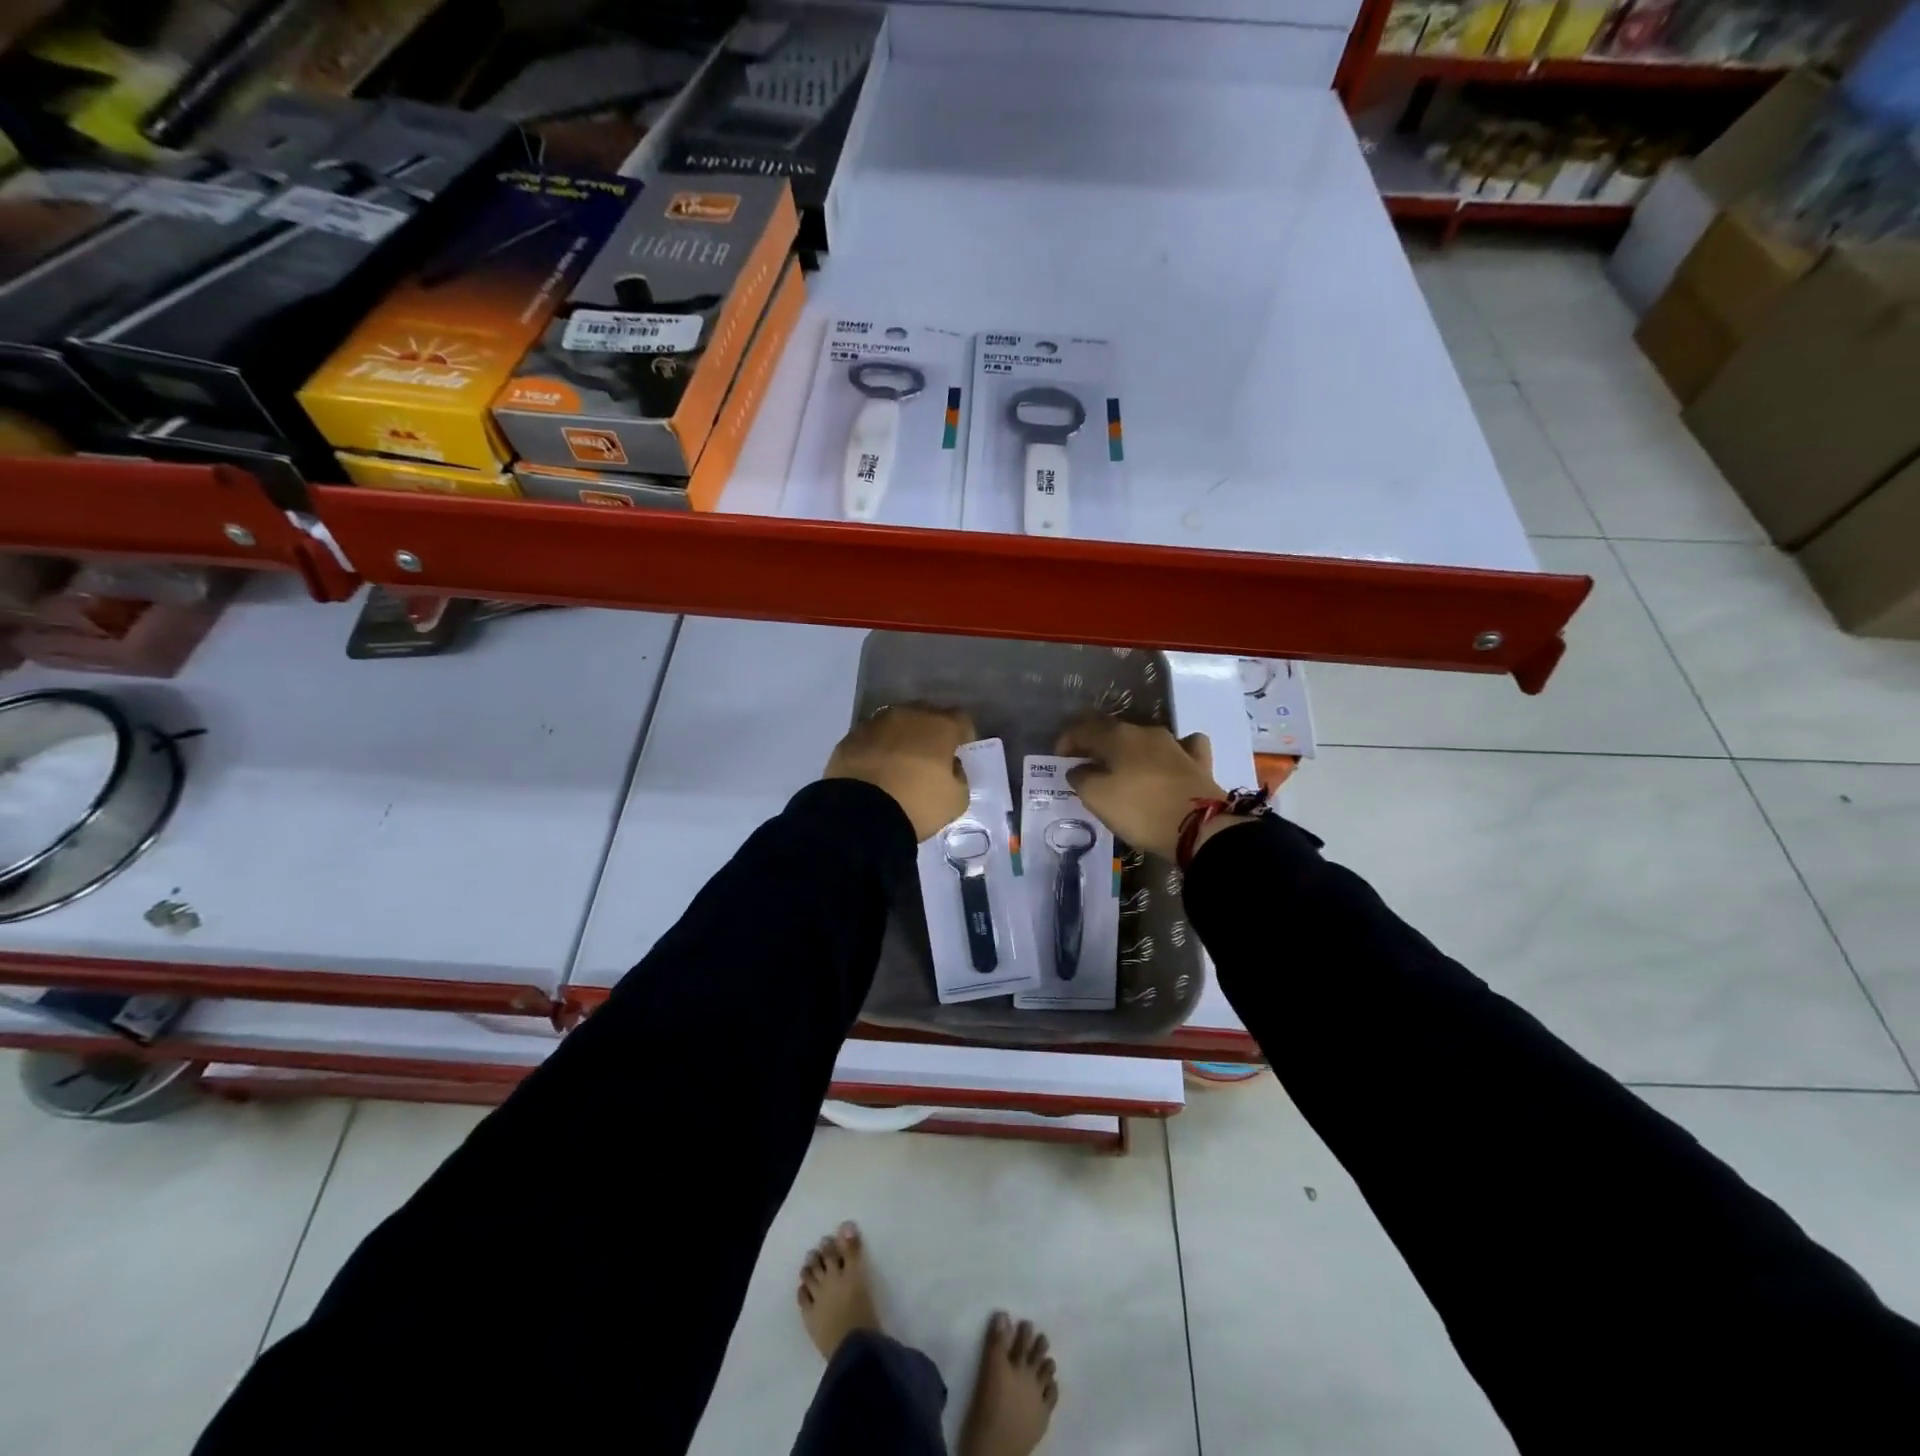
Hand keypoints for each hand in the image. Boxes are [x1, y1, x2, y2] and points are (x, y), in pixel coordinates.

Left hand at [826, 705, 974, 840]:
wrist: (860, 814)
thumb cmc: (917, 804)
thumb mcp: (956, 800)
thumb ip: (959, 777)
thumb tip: (950, 767)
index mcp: (940, 726)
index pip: (961, 720)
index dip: (963, 737)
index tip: (959, 754)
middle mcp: (908, 715)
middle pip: (927, 716)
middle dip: (931, 733)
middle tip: (930, 757)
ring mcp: (875, 723)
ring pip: (896, 723)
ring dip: (902, 737)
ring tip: (899, 763)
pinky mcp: (850, 737)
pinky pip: (872, 738)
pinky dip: (877, 748)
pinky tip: (875, 769)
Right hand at [1055, 716, 1225, 860]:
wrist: (1199, 827)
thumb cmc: (1140, 810)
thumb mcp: (1097, 798)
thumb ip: (1082, 779)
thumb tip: (1078, 769)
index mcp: (1118, 737)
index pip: (1084, 728)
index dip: (1067, 740)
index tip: (1058, 757)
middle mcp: (1146, 733)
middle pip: (1114, 731)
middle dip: (1096, 743)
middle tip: (1084, 763)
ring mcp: (1176, 745)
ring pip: (1145, 738)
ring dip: (1129, 749)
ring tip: (1121, 767)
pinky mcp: (1198, 762)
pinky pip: (1183, 747)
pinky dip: (1170, 752)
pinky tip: (1169, 761)